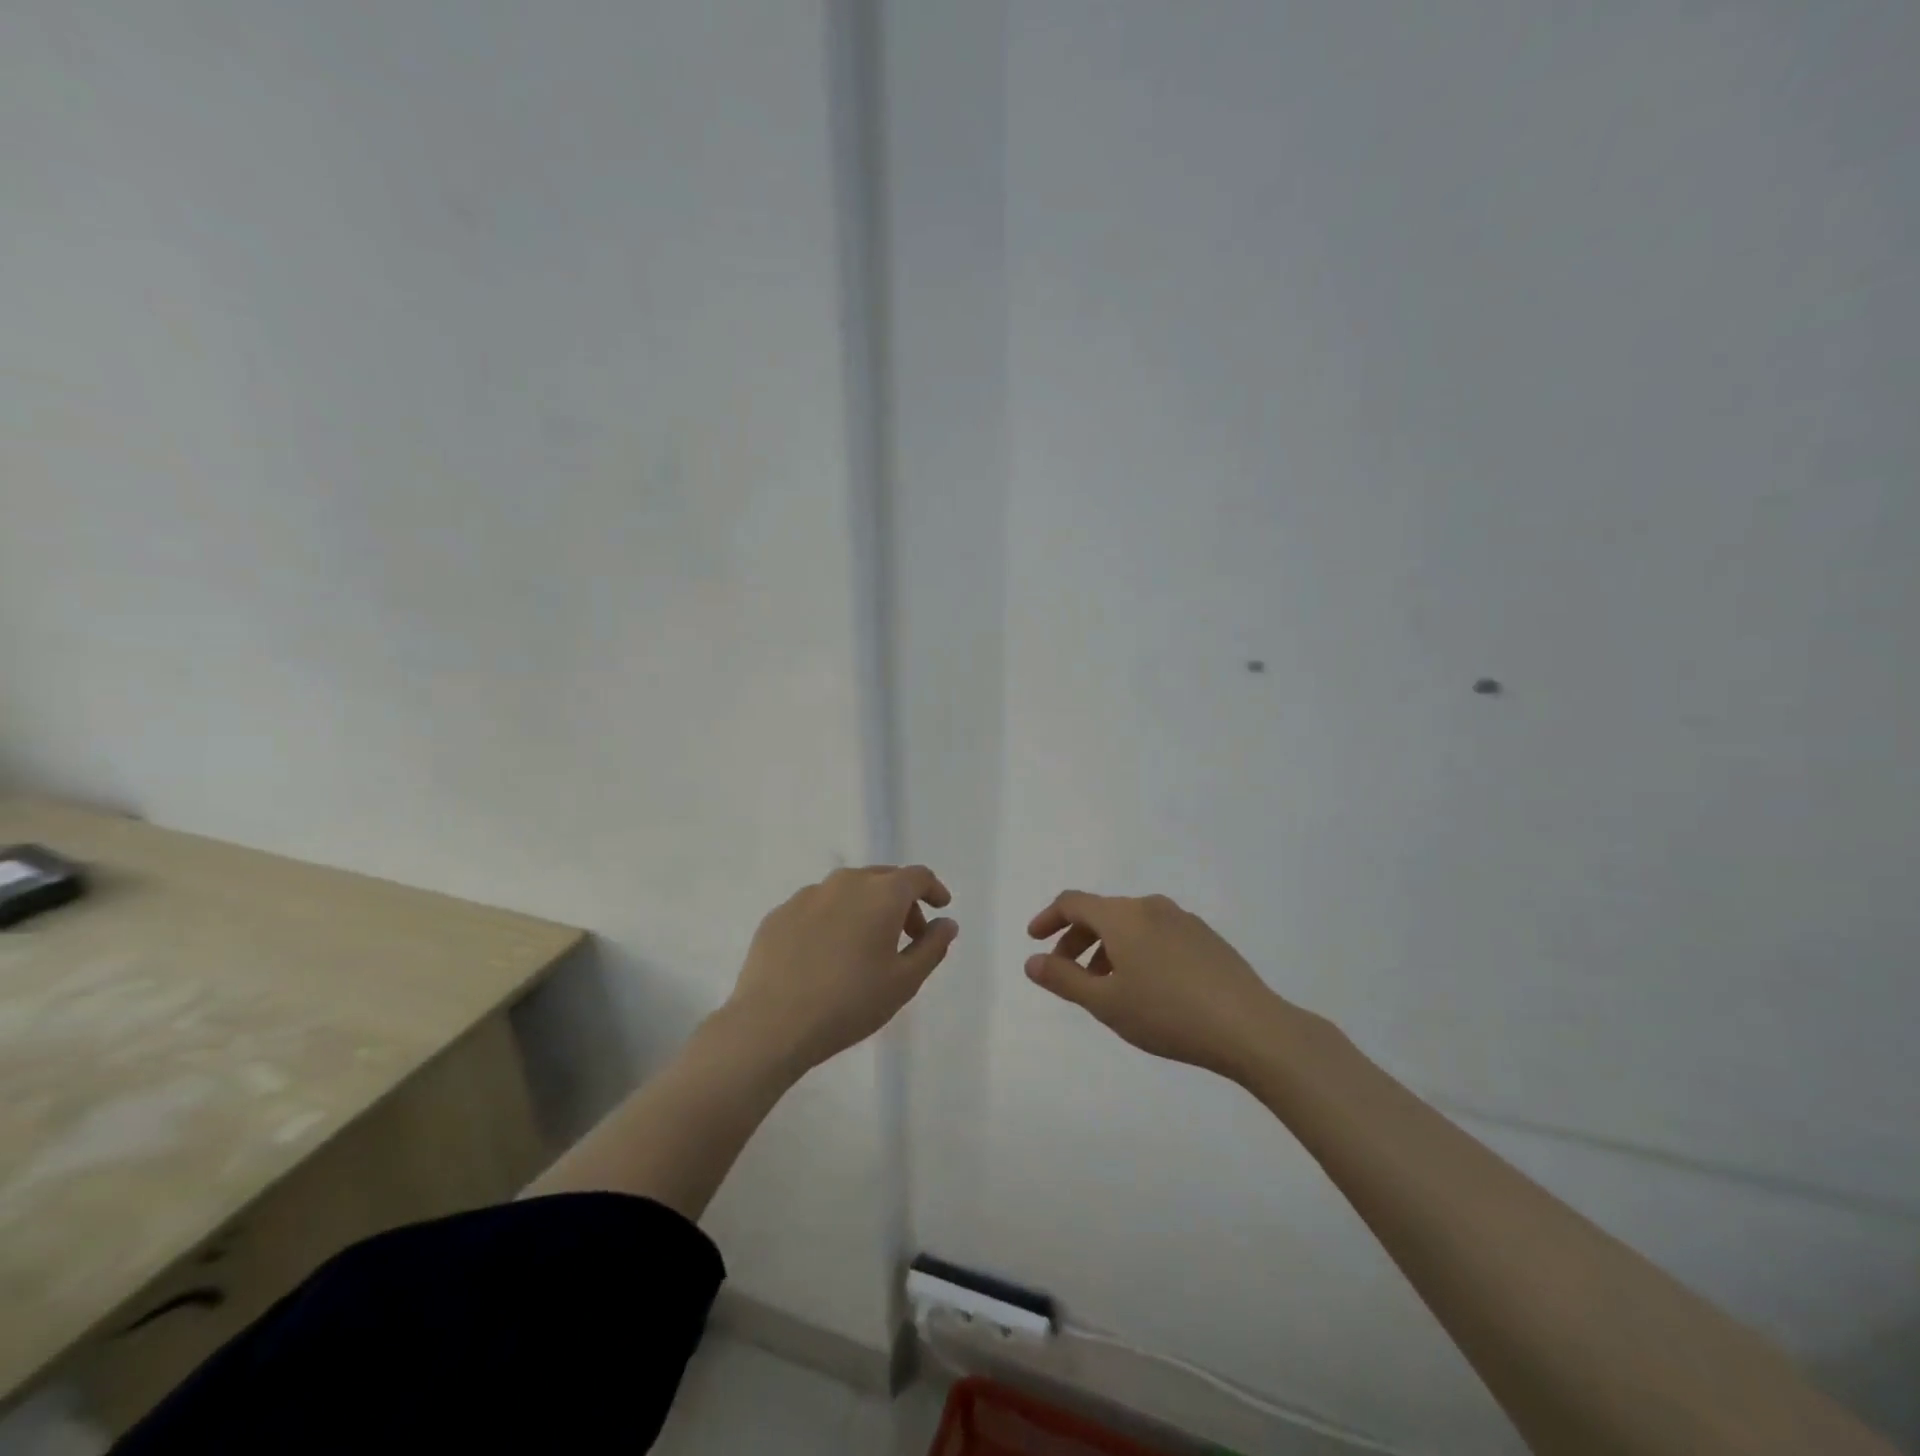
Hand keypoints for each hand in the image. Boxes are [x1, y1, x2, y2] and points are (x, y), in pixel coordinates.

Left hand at [728, 865, 955, 1072]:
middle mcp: (845, 882)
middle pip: (883, 879)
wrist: (771, 1023)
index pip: (917, 876)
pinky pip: (817, 907)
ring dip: (866, 908)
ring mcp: (808, 895)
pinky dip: (833, 919)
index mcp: (882, 893)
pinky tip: (827, 954)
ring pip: (848, 890)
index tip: (940, 908)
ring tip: (865, 946)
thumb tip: (946, 923)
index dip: (933, 889)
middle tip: (907, 935)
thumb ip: (932, 947)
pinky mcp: (780, 913)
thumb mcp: (904, 981)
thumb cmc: (850, 1003)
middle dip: (902, 901)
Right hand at [1025, 890, 1287, 1079]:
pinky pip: (1157, 933)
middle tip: (1068, 974)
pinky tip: (1148, 987)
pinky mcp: (1206, 937)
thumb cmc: (1167, 1014)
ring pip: (1131, 925)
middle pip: (1102, 913)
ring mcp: (1183, 919)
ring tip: (1107, 987)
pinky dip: (1137, 950)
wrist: (1250, 1027)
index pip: (1073, 902)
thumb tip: (1032, 961)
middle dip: (1077, 939)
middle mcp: (1151, 906)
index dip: (1048, 918)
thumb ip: (1064, 979)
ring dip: (1108, 948)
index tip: (1035, 940)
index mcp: (1123, 916)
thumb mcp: (1106, 1003)